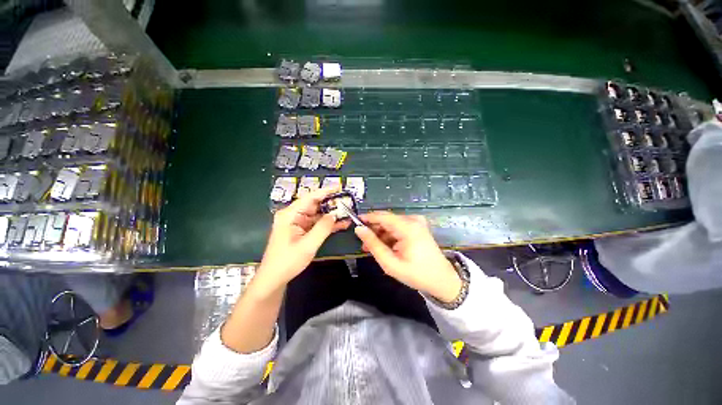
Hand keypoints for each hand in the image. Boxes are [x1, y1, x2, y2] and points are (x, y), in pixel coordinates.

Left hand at [254, 188, 349, 293]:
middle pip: (314, 204)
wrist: (274, 278)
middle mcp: (293, 215)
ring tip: (348, 213)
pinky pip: (316, 223)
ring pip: (317, 214)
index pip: (310, 197)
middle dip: (331, 204)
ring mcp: (297, 223)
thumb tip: (335, 214)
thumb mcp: (308, 245)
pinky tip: (341, 224)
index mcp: (290, 215)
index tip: (339, 187)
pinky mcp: (301, 230)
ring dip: (331, 215)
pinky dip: (327, 224)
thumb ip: (323, 228)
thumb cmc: (287, 261)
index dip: (325, 191)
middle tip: (347, 203)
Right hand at [354, 212, 461, 302]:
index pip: (383, 216)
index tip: (354, 222)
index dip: (367, 218)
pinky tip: (384, 246)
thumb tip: (359, 230)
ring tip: (371, 247)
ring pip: (391, 224)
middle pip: (387, 220)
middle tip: (363, 242)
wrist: (442, 280)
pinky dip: (389, 236)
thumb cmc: (416, 274)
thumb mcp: (390, 263)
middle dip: (373, 229)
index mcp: (408, 227)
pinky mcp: (418, 227)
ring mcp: (417, 223)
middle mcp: (413, 220)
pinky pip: (398, 227)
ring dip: (380, 234)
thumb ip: (373, 244)